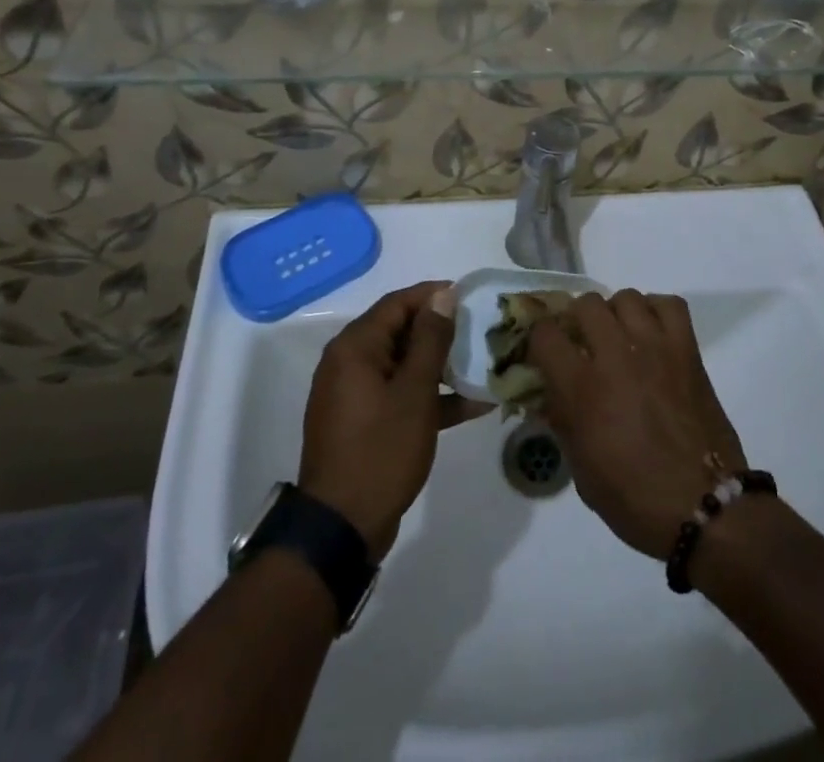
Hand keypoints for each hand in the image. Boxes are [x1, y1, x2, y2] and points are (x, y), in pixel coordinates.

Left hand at [297, 282, 491, 559]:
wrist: (341, 529)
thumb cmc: (380, 451)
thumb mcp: (414, 393)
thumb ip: (430, 340)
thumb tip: (443, 295)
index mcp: (355, 347)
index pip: (398, 303)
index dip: (434, 295)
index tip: (471, 297)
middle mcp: (349, 362)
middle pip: (400, 331)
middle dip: (441, 331)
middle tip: (481, 331)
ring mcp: (355, 394)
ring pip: (403, 364)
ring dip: (440, 365)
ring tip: (482, 364)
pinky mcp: (363, 421)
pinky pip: (399, 394)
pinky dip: (429, 396)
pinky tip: (471, 405)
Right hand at [530, 290, 746, 557]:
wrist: (705, 507)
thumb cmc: (635, 498)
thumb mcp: (580, 469)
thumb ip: (562, 420)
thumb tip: (550, 391)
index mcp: (582, 388)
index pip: (545, 333)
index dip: (540, 340)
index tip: (545, 353)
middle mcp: (616, 355)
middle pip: (585, 304)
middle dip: (577, 321)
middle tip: (583, 345)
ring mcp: (655, 346)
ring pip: (626, 297)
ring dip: (615, 315)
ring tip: (620, 338)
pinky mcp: (687, 349)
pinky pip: (669, 304)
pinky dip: (656, 310)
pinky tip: (652, 333)